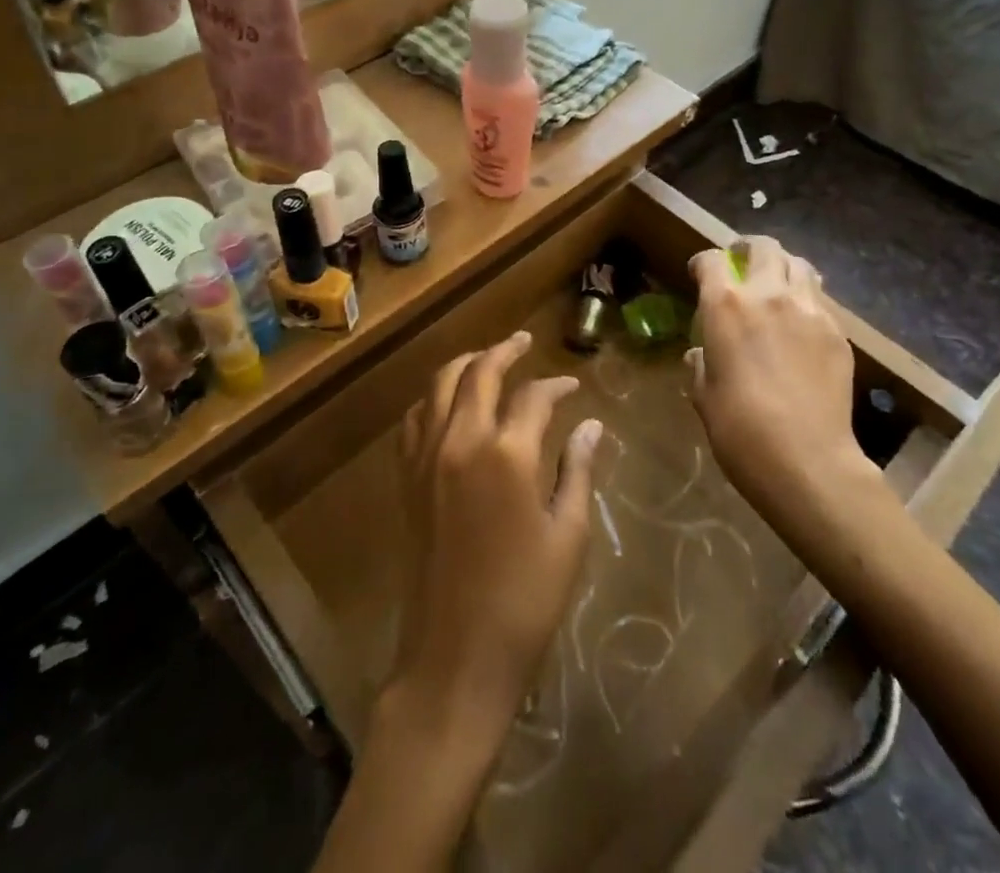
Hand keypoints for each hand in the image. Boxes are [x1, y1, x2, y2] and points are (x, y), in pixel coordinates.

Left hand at [391, 332, 603, 741]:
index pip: (534, 396)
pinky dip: (433, 399)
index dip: (557, 386)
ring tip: (487, 360)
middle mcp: (461, 441)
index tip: (572, 388)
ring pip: (439, 385)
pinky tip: (448, 405)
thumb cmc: (525, 601)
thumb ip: (577, 471)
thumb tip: (592, 426)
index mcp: (507, 454)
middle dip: (505, 350)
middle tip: (524, 342)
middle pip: (479, 373)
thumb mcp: (567, 535)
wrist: (455, 657)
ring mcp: (426, 458)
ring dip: (466, 365)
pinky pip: (415, 419)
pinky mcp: (406, 479)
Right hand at [686, 237, 871, 523]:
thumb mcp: (703, 394)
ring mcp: (809, 310)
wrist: (807, 461)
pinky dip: (806, 301)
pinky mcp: (838, 332)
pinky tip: (801, 326)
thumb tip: (701, 354)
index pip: (712, 260)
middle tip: (741, 264)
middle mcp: (768, 294)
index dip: (703, 263)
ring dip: (783, 268)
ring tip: (776, 287)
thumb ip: (700, 363)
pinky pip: (820, 301)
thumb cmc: (739, 429)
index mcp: (726, 305)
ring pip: (799, 264)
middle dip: (748, 249)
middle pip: (763, 247)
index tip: (699, 274)